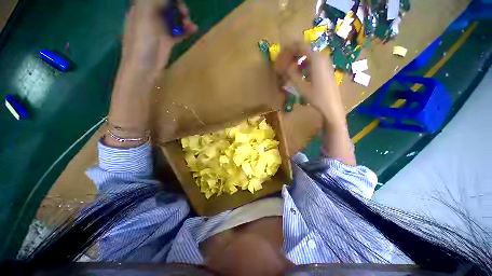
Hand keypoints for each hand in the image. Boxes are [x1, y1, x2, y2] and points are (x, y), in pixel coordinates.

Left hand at [121, 0, 197, 77]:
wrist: (144, 68)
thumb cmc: (141, 42)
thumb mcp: (146, 17)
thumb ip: (155, 3)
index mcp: (141, 8)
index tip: (178, 1)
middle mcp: (150, 16)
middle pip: (166, 5)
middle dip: (177, 6)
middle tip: (184, 12)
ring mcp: (159, 29)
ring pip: (173, 18)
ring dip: (183, 18)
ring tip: (189, 23)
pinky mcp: (167, 41)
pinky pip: (178, 32)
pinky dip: (185, 30)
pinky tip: (193, 29)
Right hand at [274, 44, 354, 164]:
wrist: (331, 106)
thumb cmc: (317, 97)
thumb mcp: (301, 86)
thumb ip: (291, 74)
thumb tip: (282, 65)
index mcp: (316, 59)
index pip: (299, 46)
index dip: (288, 50)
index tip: (279, 56)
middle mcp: (321, 57)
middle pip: (303, 49)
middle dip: (291, 54)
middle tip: (282, 63)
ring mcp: (325, 63)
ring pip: (307, 56)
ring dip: (296, 60)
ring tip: (288, 69)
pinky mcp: (325, 69)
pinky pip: (311, 62)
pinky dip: (303, 65)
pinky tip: (298, 74)